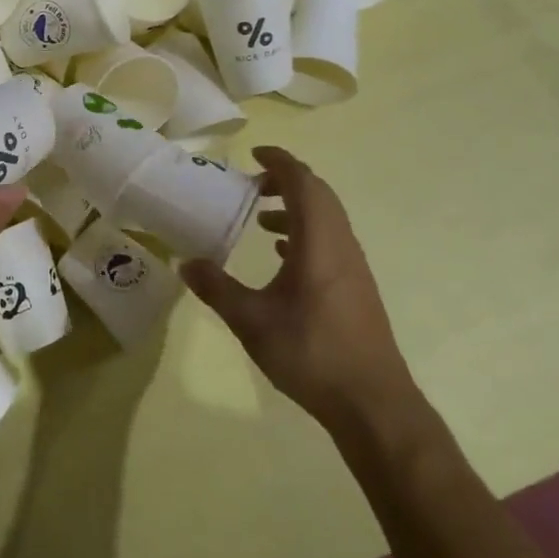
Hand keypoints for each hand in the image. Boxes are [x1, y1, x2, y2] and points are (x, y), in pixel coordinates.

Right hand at [180, 146, 411, 428]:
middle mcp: (341, 244)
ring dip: (295, 209)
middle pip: (318, 194)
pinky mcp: (355, 287)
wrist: (372, 402)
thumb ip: (216, 288)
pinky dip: (305, 233)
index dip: (279, 162)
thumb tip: (185, 263)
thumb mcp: (251, 321)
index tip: (253, 154)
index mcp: (318, 241)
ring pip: (326, 218)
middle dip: (285, 181)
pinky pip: (330, 241)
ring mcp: (353, 266)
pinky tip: (282, 256)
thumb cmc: (312, 353)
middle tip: (251, 185)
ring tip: (260, 220)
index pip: (302, 182)